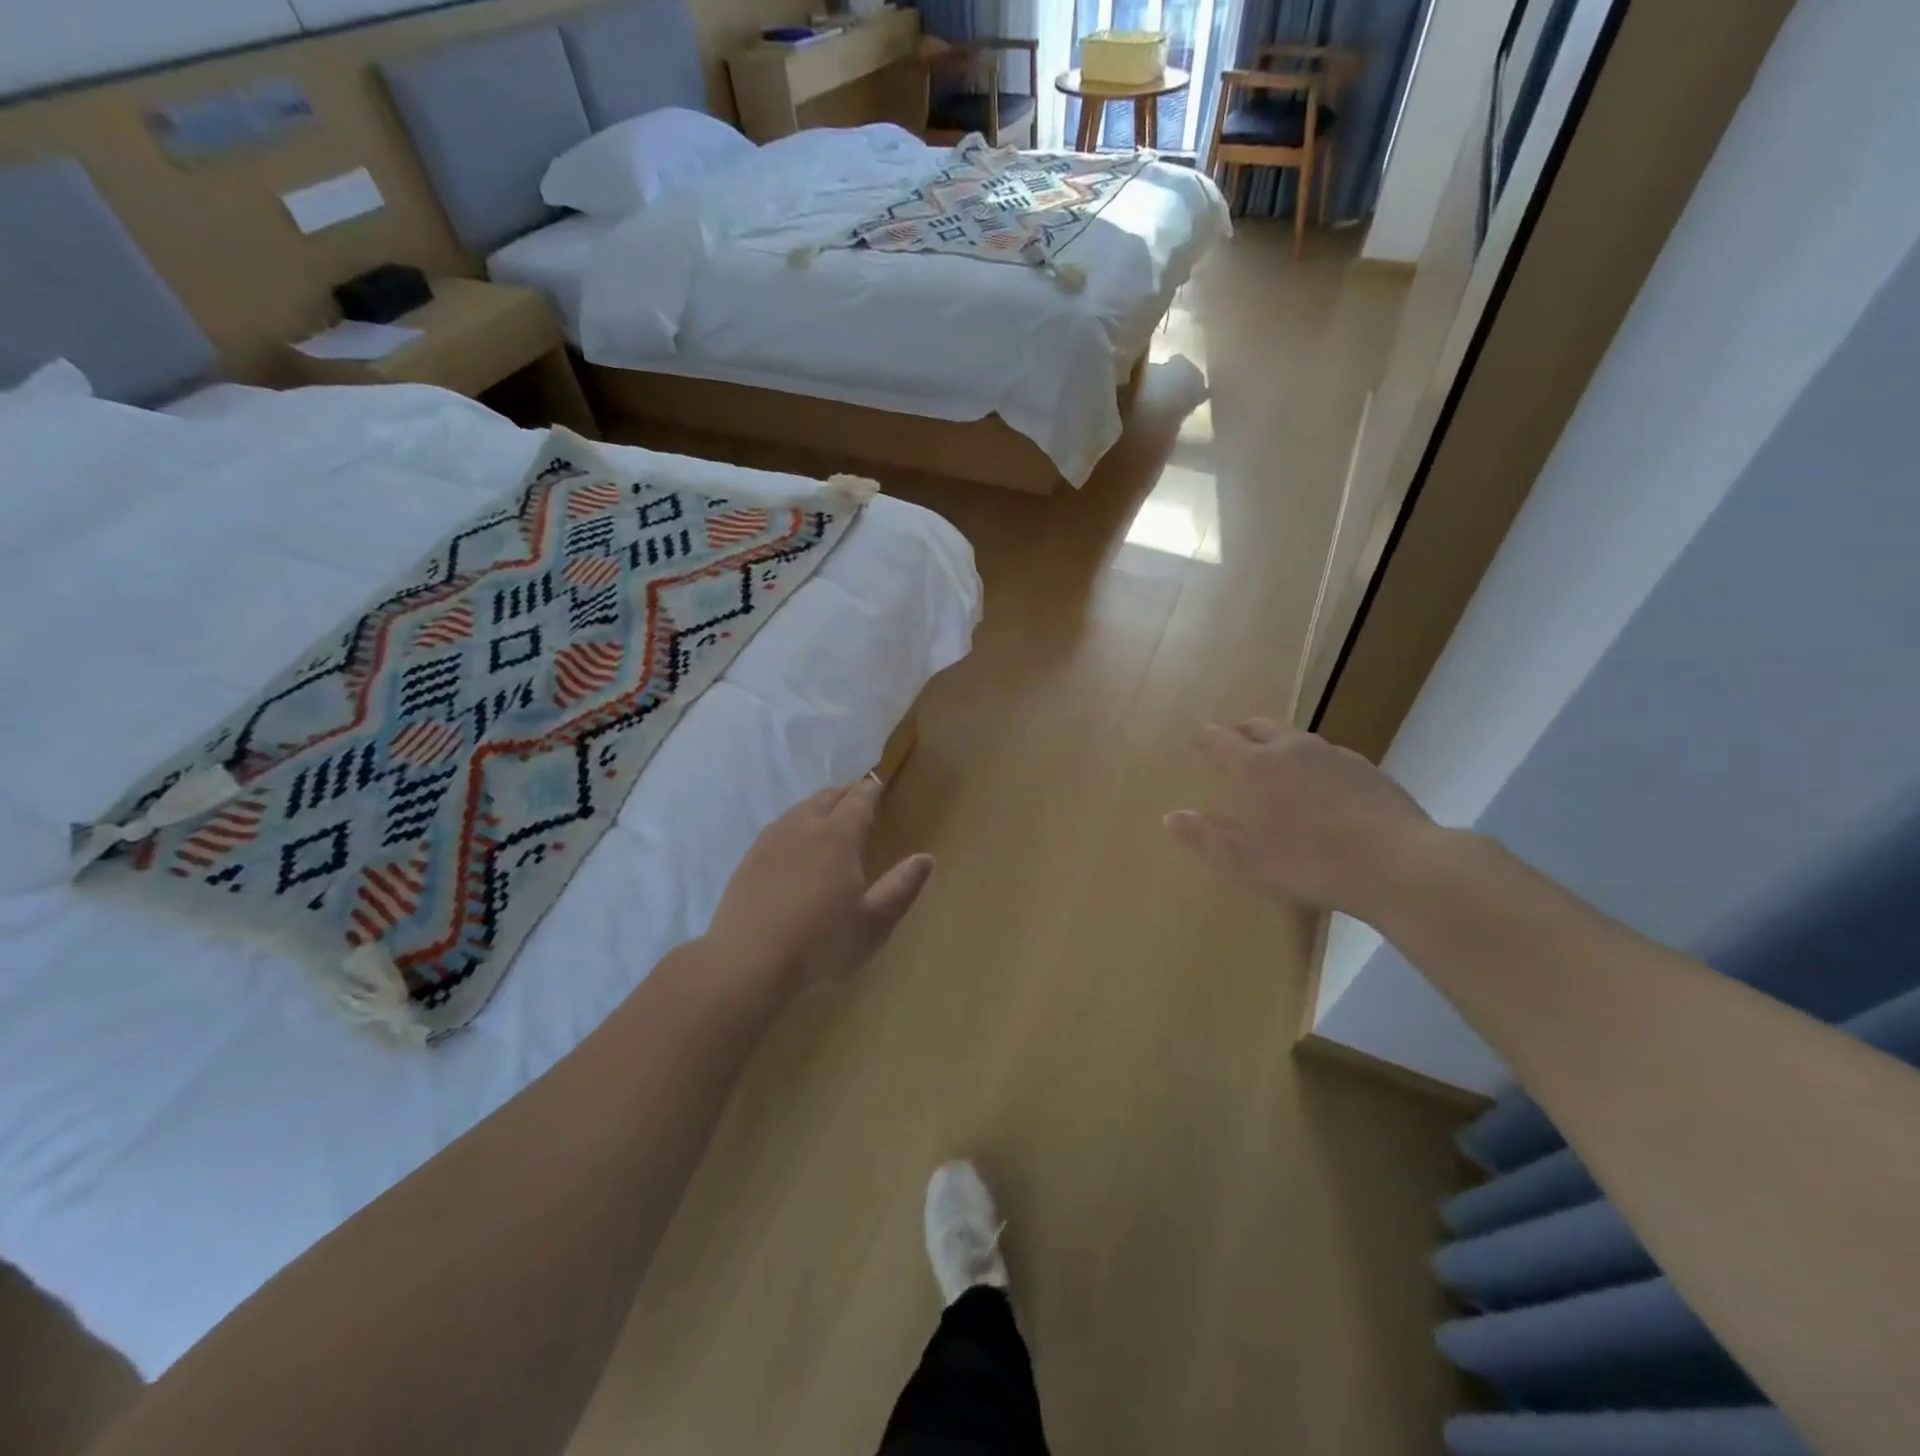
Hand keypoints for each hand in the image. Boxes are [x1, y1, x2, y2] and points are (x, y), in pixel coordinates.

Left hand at [705, 777, 933, 997]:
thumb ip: (902, 887)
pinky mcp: (748, 860)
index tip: (878, 786)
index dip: (870, 791)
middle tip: (856, 799)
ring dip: (817, 807)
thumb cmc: (821, 942)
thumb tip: (926, 858)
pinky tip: (792, 846)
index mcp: (838, 836)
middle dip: (844, 794)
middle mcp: (804, 827)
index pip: (858, 800)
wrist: (748, 961)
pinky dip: (793, 826)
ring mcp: (771, 841)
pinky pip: (777, 829)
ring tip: (826, 817)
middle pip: (826, 797)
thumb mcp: (874, 922)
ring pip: (798, 810)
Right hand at [1164, 718, 1437, 919]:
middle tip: (1232, 747)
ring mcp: (1333, 755)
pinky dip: (1313, 765)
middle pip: (1258, 726)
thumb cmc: (1309, 861)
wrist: (1398, 864)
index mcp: (1254, 765)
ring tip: (1276, 768)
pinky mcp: (1367, 770)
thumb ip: (1205, 835)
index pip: (1219, 739)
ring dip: (1278, 746)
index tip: (1198, 743)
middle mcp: (1290, 748)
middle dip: (1240, 733)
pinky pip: (1327, 757)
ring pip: (1295, 738)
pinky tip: (1321, 790)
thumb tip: (1170, 817)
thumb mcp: (1246, 858)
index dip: (1205, 739)